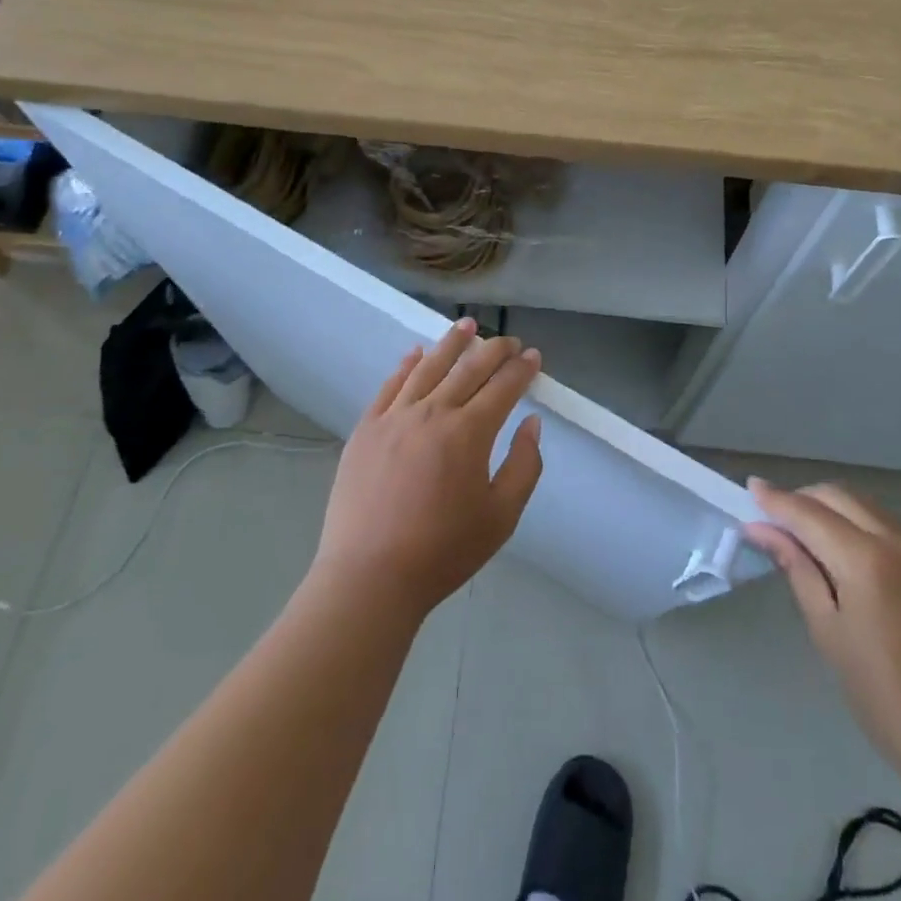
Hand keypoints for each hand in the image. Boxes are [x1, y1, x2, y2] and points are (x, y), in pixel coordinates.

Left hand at [314, 318, 543, 618]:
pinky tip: (417, 353)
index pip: (503, 387)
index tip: (533, 356)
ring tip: (467, 325)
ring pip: (429, 367)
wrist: (369, 576)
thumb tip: (532, 424)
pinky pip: (391, 385)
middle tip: (509, 340)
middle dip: (493, 349)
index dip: (521, 369)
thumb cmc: (443, 551)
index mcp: (469, 432)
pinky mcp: (367, 428)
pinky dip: (407, 365)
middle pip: (469, 368)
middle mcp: (433, 412)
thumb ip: (524, 466)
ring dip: (451, 343)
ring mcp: (395, 417)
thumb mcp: (501, 517)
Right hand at [746, 480, 900, 770]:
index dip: (776, 500)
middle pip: (838, 496)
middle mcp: (896, 542)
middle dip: (802, 498)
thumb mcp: (827, 630)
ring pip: (863, 505)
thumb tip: (761, 529)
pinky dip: (856, 523)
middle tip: (774, 519)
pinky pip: (885, 524)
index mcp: (866, 560)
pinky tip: (842, 552)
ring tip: (804, 534)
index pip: (809, 513)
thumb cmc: (881, 694)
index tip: (750, 488)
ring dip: (830, 507)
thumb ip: (797, 568)